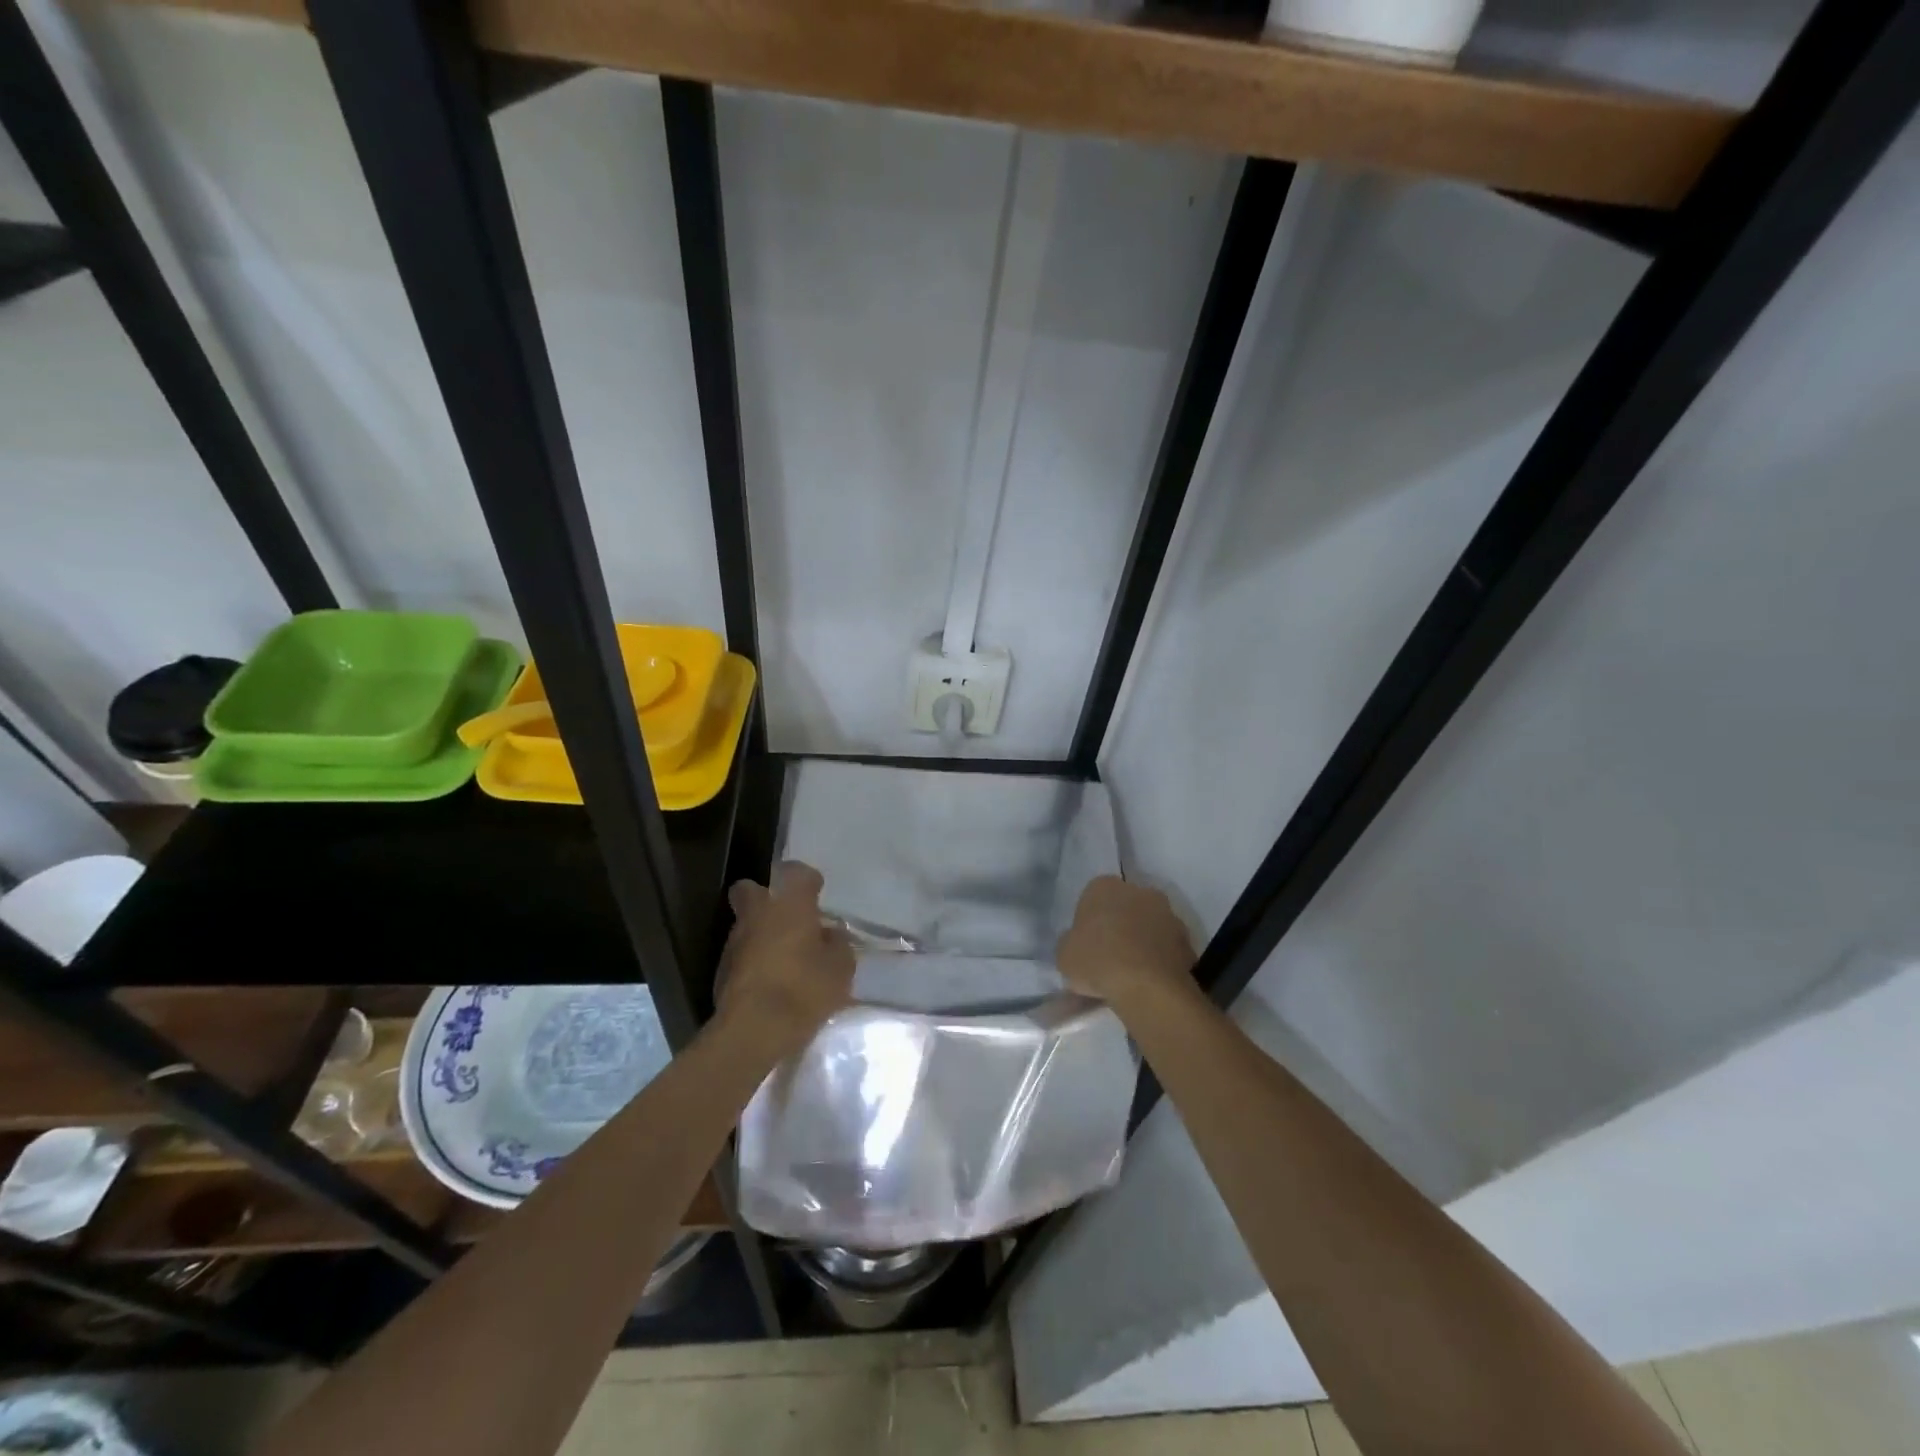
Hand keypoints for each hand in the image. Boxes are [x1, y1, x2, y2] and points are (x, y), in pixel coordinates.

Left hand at [715, 862, 854, 1058]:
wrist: (753, 1031)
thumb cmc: (804, 988)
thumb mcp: (841, 967)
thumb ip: (837, 945)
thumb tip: (830, 936)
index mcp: (789, 904)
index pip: (796, 872)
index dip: (807, 880)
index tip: (817, 892)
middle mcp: (757, 914)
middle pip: (751, 890)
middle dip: (765, 897)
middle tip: (788, 918)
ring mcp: (734, 942)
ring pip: (746, 924)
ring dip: (761, 934)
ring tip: (785, 959)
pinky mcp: (721, 971)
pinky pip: (742, 955)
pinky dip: (754, 962)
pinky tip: (771, 983)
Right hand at [1057, 876, 1197, 1013]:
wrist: (1146, 986)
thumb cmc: (1097, 961)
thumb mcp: (1064, 954)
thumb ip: (1072, 942)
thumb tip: (1080, 945)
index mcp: (1104, 886)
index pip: (1092, 897)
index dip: (1089, 921)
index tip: (1086, 944)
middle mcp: (1139, 890)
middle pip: (1124, 907)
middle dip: (1119, 926)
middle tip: (1108, 956)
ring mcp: (1167, 913)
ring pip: (1148, 926)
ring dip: (1142, 942)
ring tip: (1131, 974)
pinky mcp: (1187, 939)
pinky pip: (1166, 947)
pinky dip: (1159, 959)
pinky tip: (1149, 982)